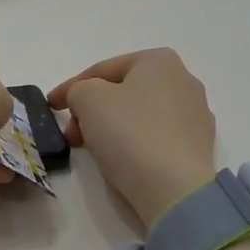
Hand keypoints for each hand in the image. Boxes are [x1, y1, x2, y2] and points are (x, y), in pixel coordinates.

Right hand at [48, 49, 217, 225]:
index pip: (102, 70)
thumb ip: (78, 90)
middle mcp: (184, 79)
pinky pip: (156, 136)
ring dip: (111, 127)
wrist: (175, 189)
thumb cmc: (130, 133)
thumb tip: (85, 101)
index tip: (51, 106)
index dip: (70, 87)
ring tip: (93, 149)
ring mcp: (196, 114)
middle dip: (91, 111)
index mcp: (159, 60)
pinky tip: (123, 160)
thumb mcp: (87, 99)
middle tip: (72, 134)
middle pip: (122, 92)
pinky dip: (134, 143)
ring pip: (139, 115)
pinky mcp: (198, 145)